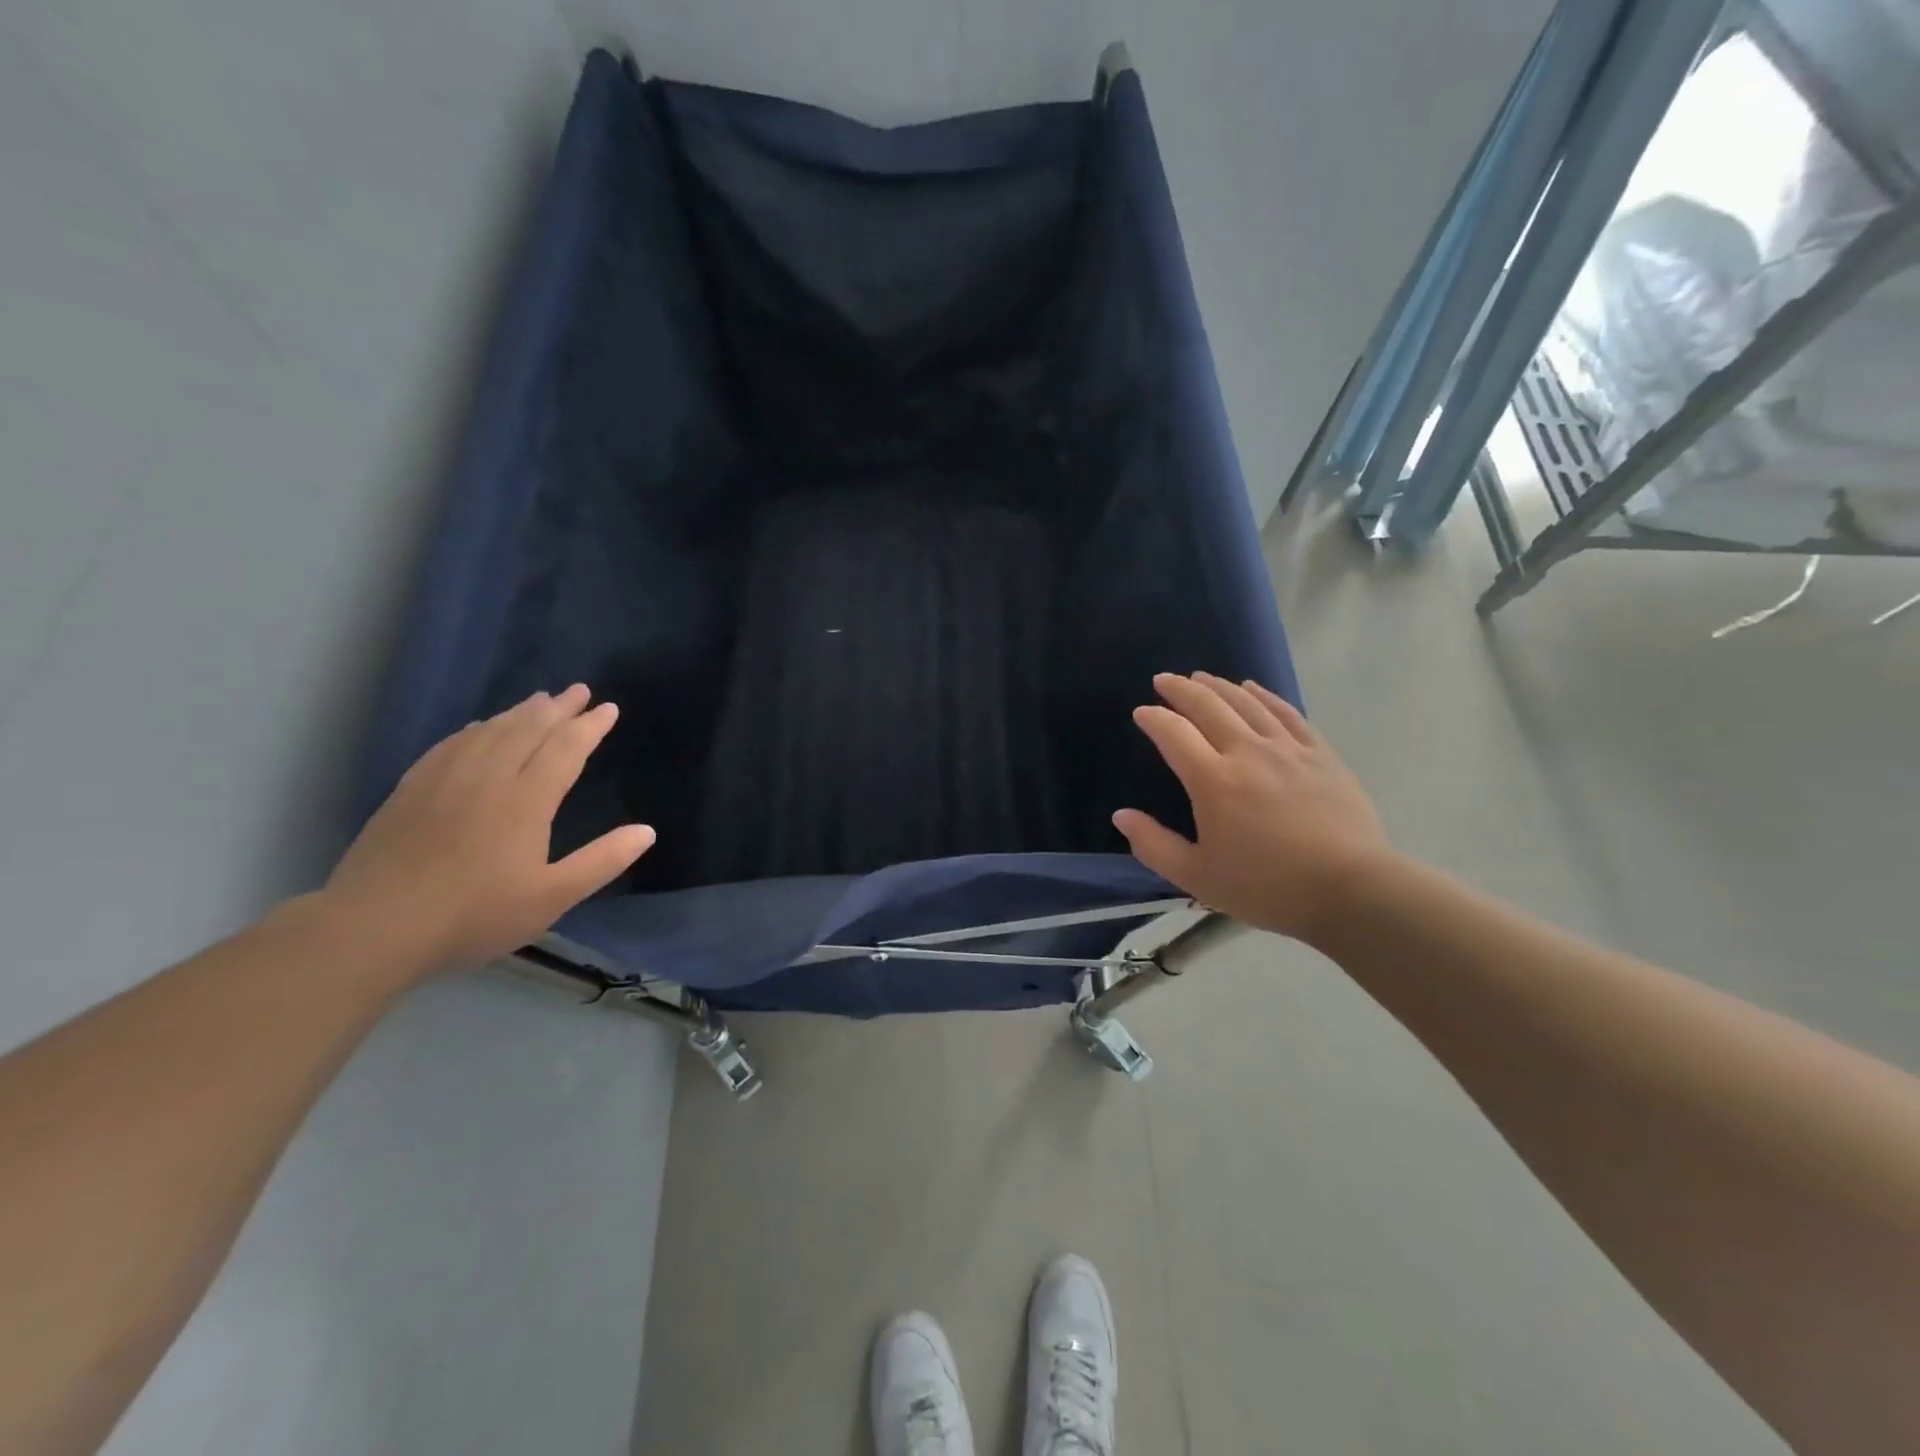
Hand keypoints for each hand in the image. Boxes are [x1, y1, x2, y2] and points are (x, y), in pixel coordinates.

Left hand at [323, 685, 654, 974]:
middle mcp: (488, 778)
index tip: (609, 709)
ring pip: (490, 732)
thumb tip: (647, 831)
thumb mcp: (552, 897)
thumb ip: (602, 861)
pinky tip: (480, 728)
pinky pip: (451, 744)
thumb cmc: (474, 914)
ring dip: (519, 712)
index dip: (589, 727)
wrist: (375, 927)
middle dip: (558, 708)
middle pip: (528, 730)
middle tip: (579, 690)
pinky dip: (475, 729)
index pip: (565, 750)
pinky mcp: (411, 790)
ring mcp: (445, 780)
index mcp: (526, 801)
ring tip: (540, 700)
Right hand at [1113, 673, 1389, 943]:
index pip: (1174, 734)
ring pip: (1247, 703)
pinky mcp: (1320, 755)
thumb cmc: (1267, 887)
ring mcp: (1288, 750)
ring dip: (1219, 686)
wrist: (1352, 891)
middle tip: (1164, 679)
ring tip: (1201, 677)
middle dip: (1181, 690)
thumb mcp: (1197, 877)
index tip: (1142, 712)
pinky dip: (1265, 696)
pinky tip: (1253, 689)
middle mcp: (1248, 752)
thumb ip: (1153, 845)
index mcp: (1214, 781)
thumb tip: (1121, 816)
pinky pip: (1287, 714)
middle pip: (1209, 707)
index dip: (1154, 719)